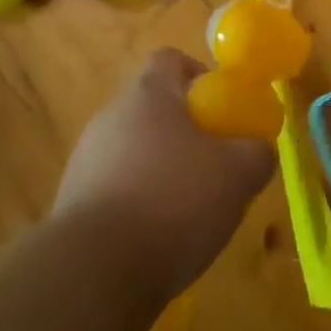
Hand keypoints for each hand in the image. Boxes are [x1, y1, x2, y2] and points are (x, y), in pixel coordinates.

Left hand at [52, 48, 276, 299]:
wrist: (95, 270)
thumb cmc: (174, 202)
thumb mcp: (237, 176)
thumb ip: (256, 153)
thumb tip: (258, 148)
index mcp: (149, 94)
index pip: (171, 60)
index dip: (200, 77)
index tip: (221, 110)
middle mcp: (112, 114)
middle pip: (153, 106)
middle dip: (184, 130)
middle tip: (213, 163)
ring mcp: (86, 157)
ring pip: (134, 148)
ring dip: (160, 168)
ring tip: (188, 208)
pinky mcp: (72, 199)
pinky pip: (115, 186)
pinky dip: (137, 202)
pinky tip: (156, 236)